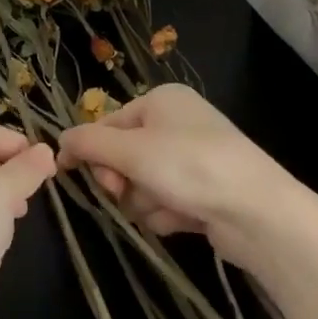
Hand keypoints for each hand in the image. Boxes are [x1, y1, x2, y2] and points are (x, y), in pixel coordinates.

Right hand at [59, 85, 308, 271]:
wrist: (258, 213)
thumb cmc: (189, 166)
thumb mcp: (131, 150)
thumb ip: (89, 143)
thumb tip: (59, 141)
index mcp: (162, 100)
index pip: (109, 123)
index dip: (91, 149)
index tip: (72, 173)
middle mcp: (178, 123)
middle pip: (125, 154)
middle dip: (121, 178)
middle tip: (121, 192)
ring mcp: (194, 158)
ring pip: (143, 182)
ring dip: (144, 199)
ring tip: (165, 206)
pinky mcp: (206, 191)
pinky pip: (167, 200)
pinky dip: (167, 212)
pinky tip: (183, 218)